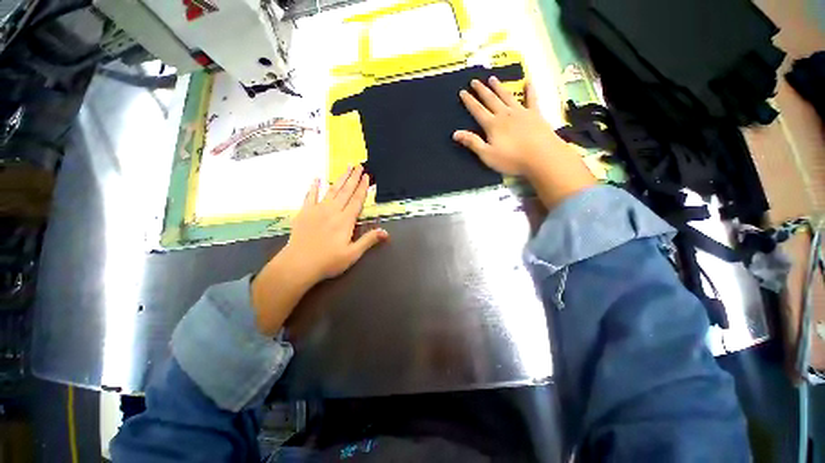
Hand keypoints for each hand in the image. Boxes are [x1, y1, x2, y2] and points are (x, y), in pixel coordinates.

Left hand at [286, 165, 388, 281]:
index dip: (362, 187)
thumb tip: (386, 232)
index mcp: (345, 220)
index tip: (366, 176)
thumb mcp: (353, 254)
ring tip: (346, 168)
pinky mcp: (304, 213)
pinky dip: (314, 187)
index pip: (357, 200)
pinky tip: (317, 178)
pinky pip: (310, 196)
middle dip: (353, 178)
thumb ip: (368, 240)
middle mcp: (333, 211)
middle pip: (345, 191)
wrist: (298, 264)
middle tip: (358, 165)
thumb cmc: (328, 261)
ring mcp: (317, 210)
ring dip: (340, 178)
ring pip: (331, 190)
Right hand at [453, 77, 595, 207]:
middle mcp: (505, 114)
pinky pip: (531, 99)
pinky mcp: (535, 114)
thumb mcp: (487, 155)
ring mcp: (521, 112)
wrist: (542, 156)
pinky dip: (529, 89)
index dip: (469, 101)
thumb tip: (455, 133)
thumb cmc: (512, 159)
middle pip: (491, 100)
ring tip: (492, 78)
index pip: (478, 111)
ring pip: (507, 96)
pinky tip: (528, 81)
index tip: (462, 92)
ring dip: (499, 87)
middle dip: (482, 90)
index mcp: (493, 125)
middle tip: (475, 80)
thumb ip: (472, 143)